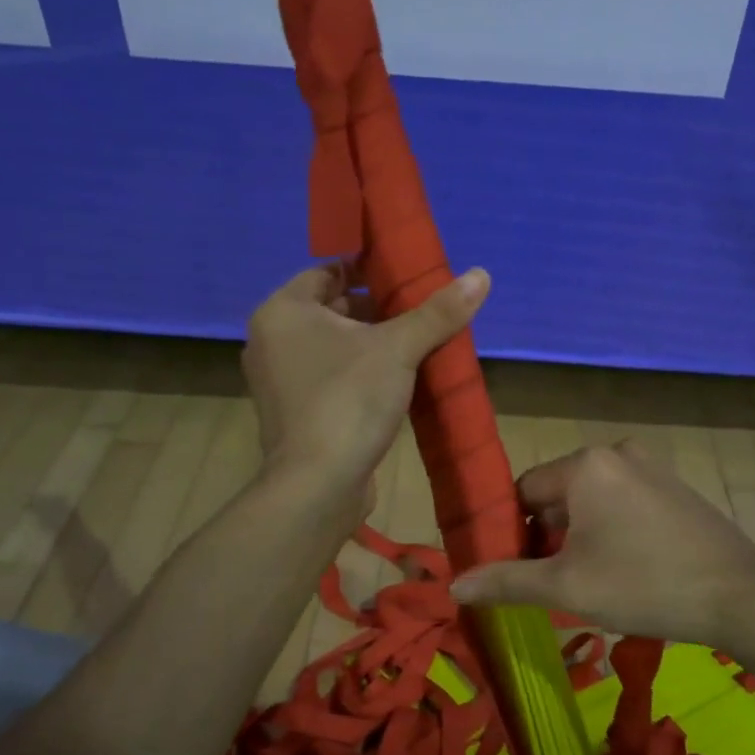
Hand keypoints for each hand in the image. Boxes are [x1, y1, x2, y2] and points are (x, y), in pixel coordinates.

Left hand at [243, 262, 489, 508]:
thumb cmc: (348, 401)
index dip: (368, 268)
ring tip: (421, 342)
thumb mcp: (399, 349)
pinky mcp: (296, 413)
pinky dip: (361, 373)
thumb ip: (438, 312)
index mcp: (284, 312)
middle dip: (379, 309)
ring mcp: (281, 380)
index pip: (328, 271)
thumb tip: (481, 274)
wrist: (317, 486)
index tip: (408, 273)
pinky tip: (400, 380)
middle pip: (333, 309)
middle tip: (423, 309)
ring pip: (335, 347)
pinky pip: (333, 377)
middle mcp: (273, 340)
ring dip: (374, 343)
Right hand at [449, 442, 754, 646]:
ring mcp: (652, 467)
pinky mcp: (676, 487)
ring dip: (581, 536)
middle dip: (549, 536)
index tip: (518, 571)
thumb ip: (506, 581)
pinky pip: (625, 503)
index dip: (513, 533)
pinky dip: (613, 530)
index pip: (524, 492)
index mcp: (585, 464)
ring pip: (593, 501)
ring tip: (591, 582)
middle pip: (559, 495)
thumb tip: (454, 584)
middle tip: (555, 583)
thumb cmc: (643, 584)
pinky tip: (627, 569)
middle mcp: (617, 452)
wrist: (741, 598)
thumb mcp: (566, 587)